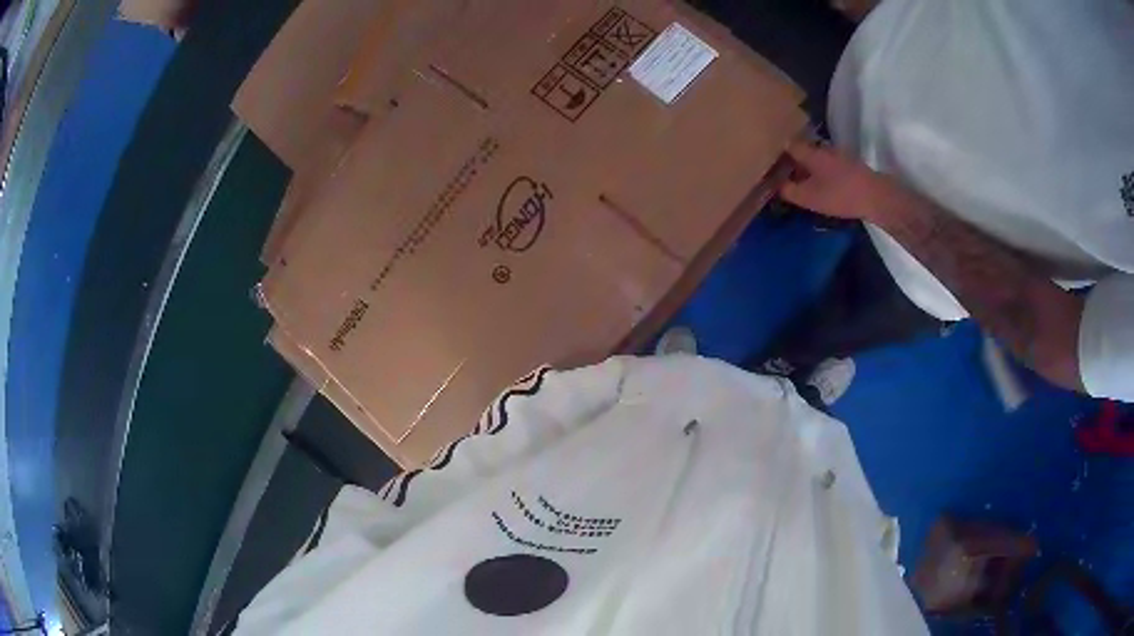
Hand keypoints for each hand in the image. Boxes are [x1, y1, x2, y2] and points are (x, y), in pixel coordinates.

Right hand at [779, 141, 901, 223]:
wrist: (877, 197)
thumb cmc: (840, 195)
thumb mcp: (809, 197)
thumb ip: (789, 190)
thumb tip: (774, 184)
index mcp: (810, 152)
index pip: (788, 145)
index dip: (776, 152)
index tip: (767, 160)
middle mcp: (823, 149)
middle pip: (802, 150)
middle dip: (792, 160)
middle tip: (781, 174)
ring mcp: (838, 157)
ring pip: (816, 158)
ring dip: (807, 167)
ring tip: (799, 181)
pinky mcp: (850, 167)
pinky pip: (827, 166)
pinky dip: (820, 173)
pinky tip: (819, 185)